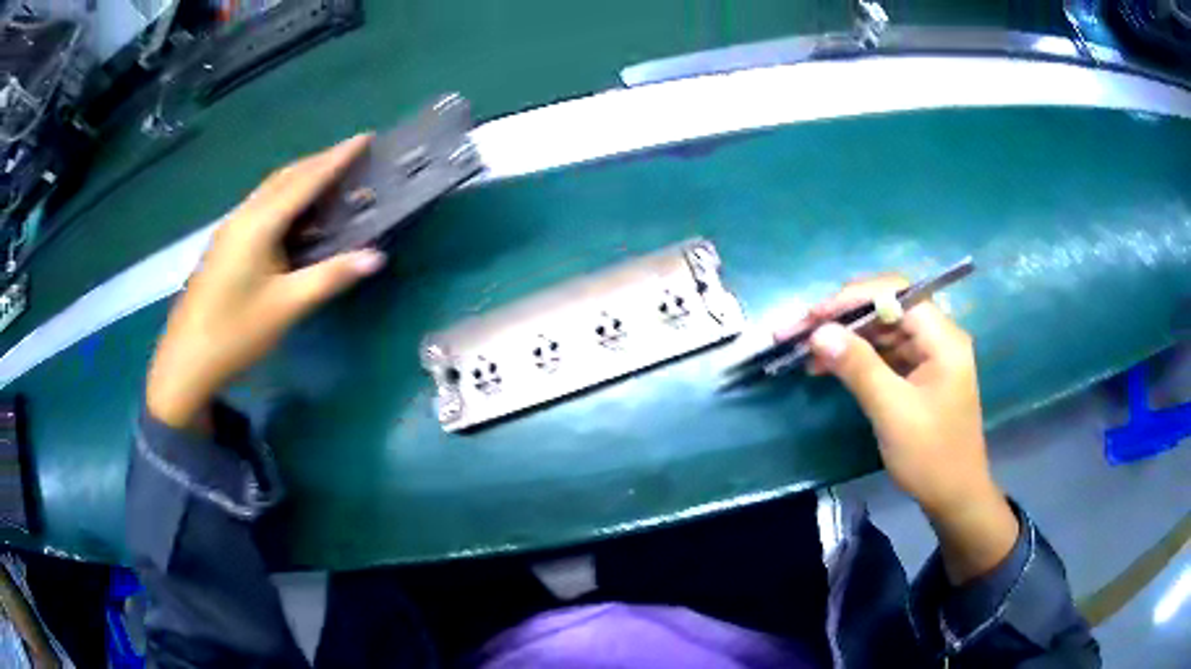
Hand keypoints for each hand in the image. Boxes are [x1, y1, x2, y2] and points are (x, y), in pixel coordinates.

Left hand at [146, 134, 385, 430]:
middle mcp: (243, 216)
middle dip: (319, 161)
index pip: (306, 181)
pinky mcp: (224, 244)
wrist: (186, 361)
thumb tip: (376, 256)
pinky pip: (260, 206)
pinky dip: (284, 197)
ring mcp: (230, 229)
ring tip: (328, 175)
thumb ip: (330, 277)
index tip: (365, 137)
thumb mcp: (287, 307)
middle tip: (352, 154)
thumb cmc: (236, 333)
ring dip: (300, 177)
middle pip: (285, 177)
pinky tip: (292, 212)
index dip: (337, 158)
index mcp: (259, 224)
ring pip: (270, 190)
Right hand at [782, 274, 1017, 582]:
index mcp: (942, 338)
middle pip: (886, 309)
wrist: (954, 498)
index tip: (813, 315)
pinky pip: (883, 355)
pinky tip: (826, 365)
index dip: (852, 298)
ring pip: (881, 332)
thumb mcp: (893, 412)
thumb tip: (819, 332)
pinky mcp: (917, 376)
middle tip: (799, 330)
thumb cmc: (931, 456)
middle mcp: (937, 337)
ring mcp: (928, 357)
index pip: (896, 294)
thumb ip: (858, 367)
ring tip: (803, 348)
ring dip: (844, 338)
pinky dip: (855, 358)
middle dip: (842, 317)